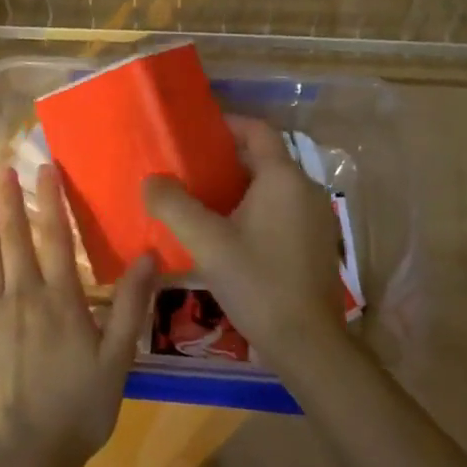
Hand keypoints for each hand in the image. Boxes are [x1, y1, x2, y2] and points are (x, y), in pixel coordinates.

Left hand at [0, 166, 155, 466]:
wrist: (26, 452)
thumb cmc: (79, 405)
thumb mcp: (118, 357)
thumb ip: (131, 304)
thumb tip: (149, 254)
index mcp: (59, 298)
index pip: (56, 236)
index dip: (51, 199)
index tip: (46, 169)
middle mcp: (21, 296)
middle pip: (15, 239)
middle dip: (11, 202)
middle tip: (5, 172)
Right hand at [141, 116, 351, 376]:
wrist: (307, 342)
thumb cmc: (258, 283)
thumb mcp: (207, 243)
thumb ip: (174, 206)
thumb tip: (151, 180)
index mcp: (283, 178)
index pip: (257, 130)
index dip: (227, 124)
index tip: (194, 132)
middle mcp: (305, 189)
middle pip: (264, 157)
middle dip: (226, 158)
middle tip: (187, 167)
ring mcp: (315, 216)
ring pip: (272, 186)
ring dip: (238, 185)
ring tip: (199, 198)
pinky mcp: (315, 242)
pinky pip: (281, 209)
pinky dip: (254, 207)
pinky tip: (227, 231)